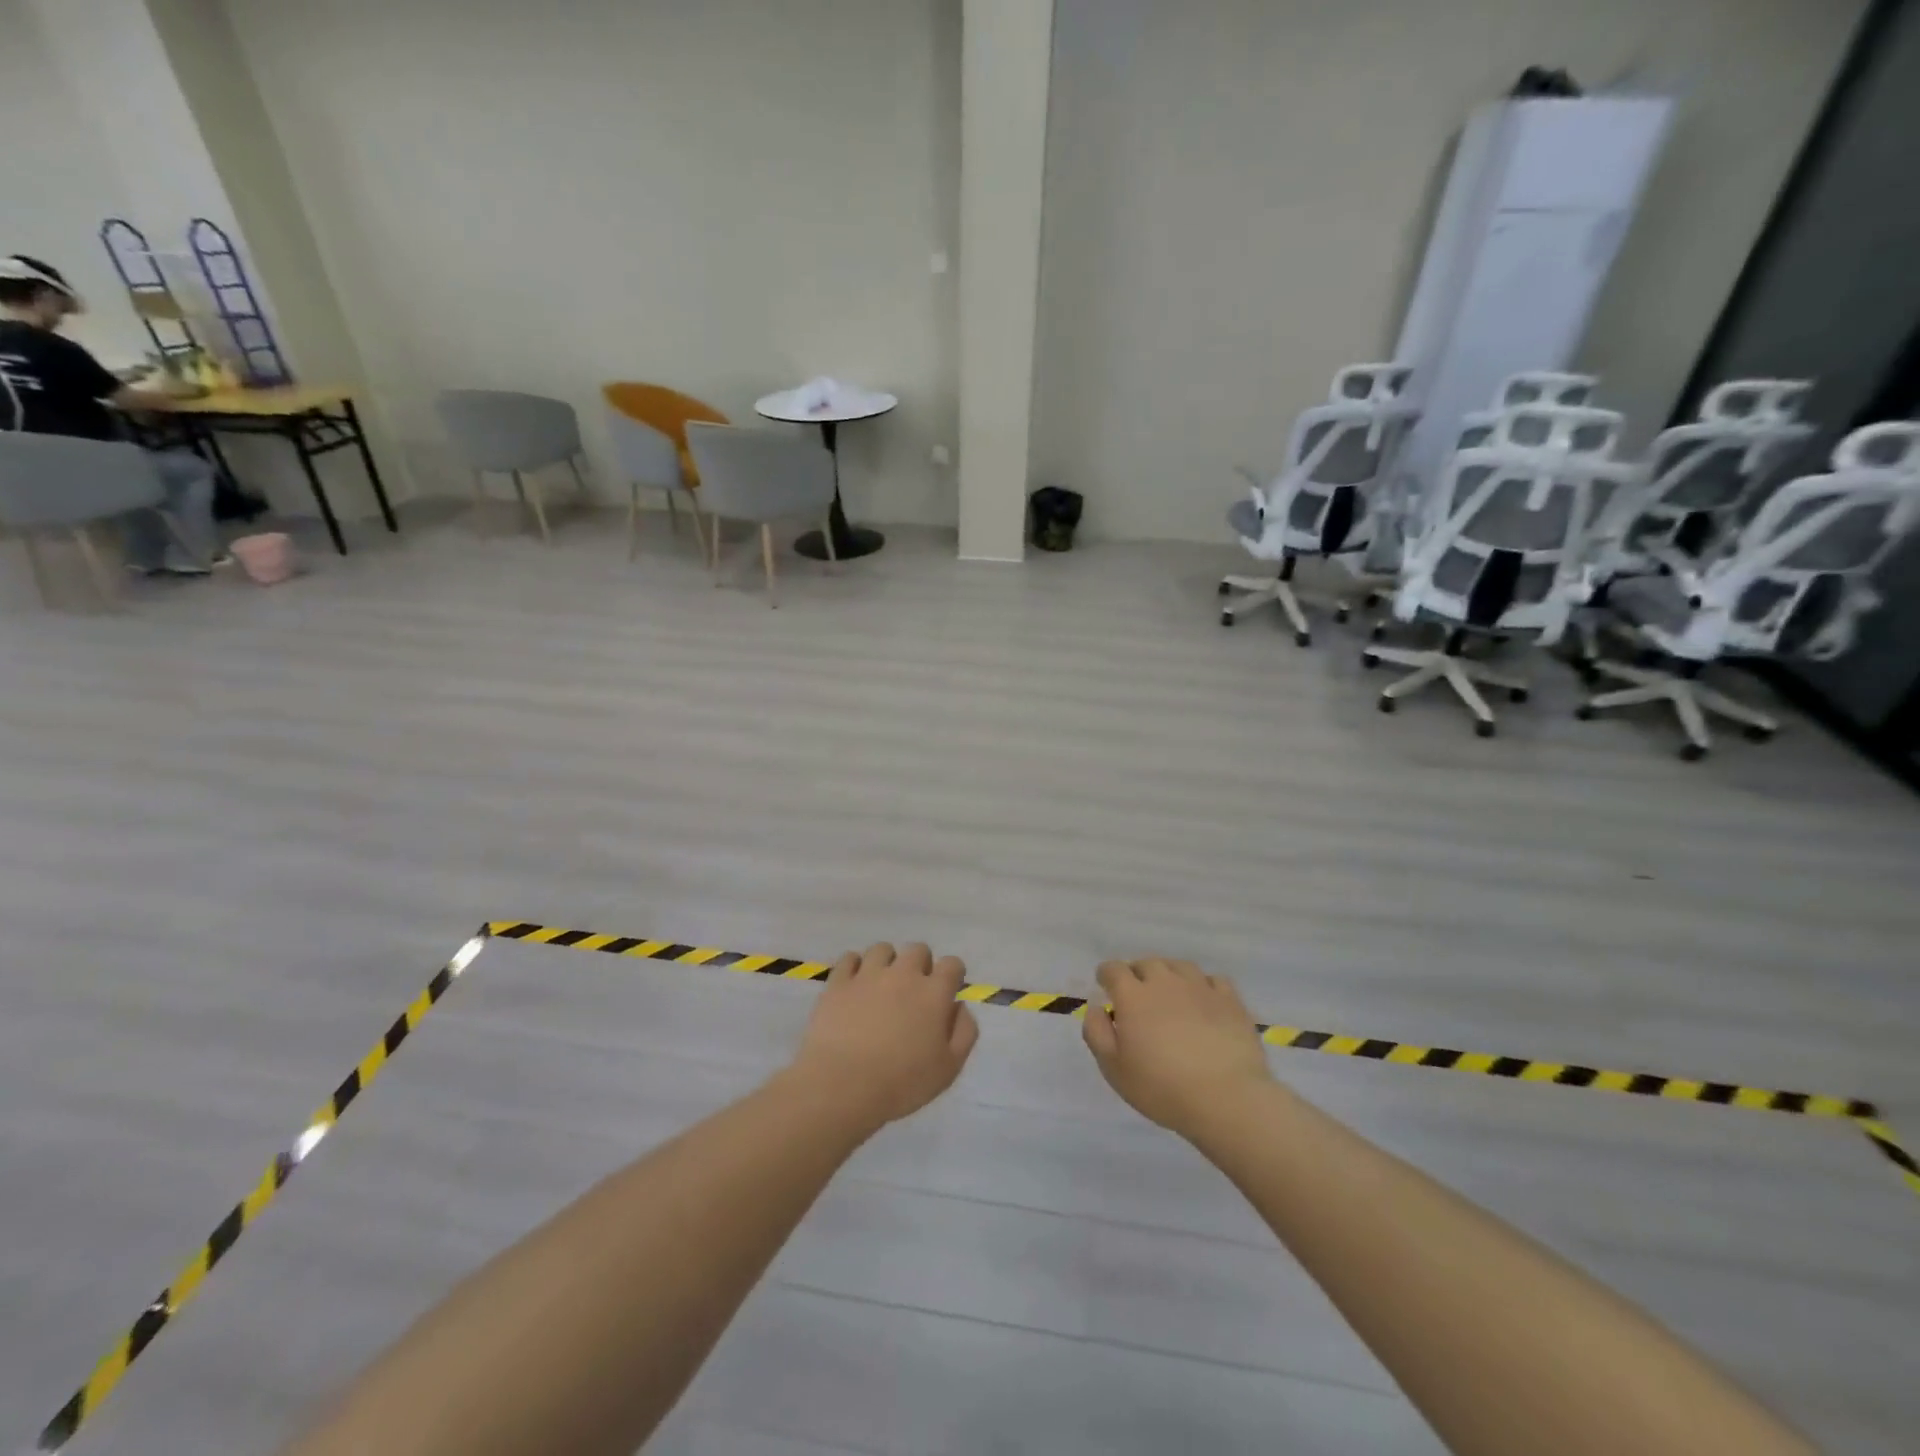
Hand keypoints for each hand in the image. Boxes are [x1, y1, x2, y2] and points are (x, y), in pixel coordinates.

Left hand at [786, 942, 978, 1128]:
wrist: (843, 1085)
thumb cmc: (901, 1083)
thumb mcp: (948, 1068)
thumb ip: (964, 1032)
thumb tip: (960, 1006)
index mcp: (933, 993)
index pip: (952, 964)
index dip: (952, 975)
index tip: (947, 992)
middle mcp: (903, 974)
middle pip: (918, 950)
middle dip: (920, 964)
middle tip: (913, 992)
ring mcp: (868, 974)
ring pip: (883, 949)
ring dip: (887, 962)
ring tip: (882, 986)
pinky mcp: (839, 982)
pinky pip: (849, 958)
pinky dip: (854, 967)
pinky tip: (854, 985)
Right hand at [1082, 959, 1275, 1138]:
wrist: (1226, 1099)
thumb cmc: (1162, 1088)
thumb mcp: (1114, 1069)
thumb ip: (1096, 1032)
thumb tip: (1096, 1008)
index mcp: (1133, 996)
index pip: (1114, 969)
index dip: (1106, 974)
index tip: (1105, 984)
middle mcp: (1165, 982)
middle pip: (1147, 963)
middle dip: (1137, 973)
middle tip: (1137, 993)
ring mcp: (1200, 987)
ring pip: (1179, 967)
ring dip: (1169, 975)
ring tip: (1170, 993)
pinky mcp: (1230, 1000)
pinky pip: (1213, 980)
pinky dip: (1203, 986)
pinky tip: (1204, 1001)